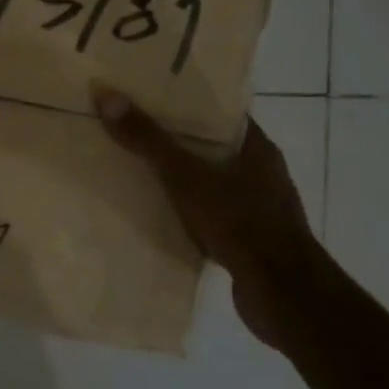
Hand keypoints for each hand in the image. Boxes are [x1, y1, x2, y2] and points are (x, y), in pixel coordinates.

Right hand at [93, 86, 325, 349]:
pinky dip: (188, 213)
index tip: (149, 97)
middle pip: (211, 147)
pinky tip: (160, 217)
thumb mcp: (186, 176)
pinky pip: (211, 215)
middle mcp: (262, 172)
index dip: (186, 102)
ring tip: (138, 172)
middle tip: (133, 131)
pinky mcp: (249, 239)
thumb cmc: (239, 222)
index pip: (219, 113)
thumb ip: (148, 139)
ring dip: (181, 180)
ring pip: (210, 182)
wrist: (282, 294)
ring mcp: (258, 208)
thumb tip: (106, 95)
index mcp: (257, 148)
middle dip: (175, 141)